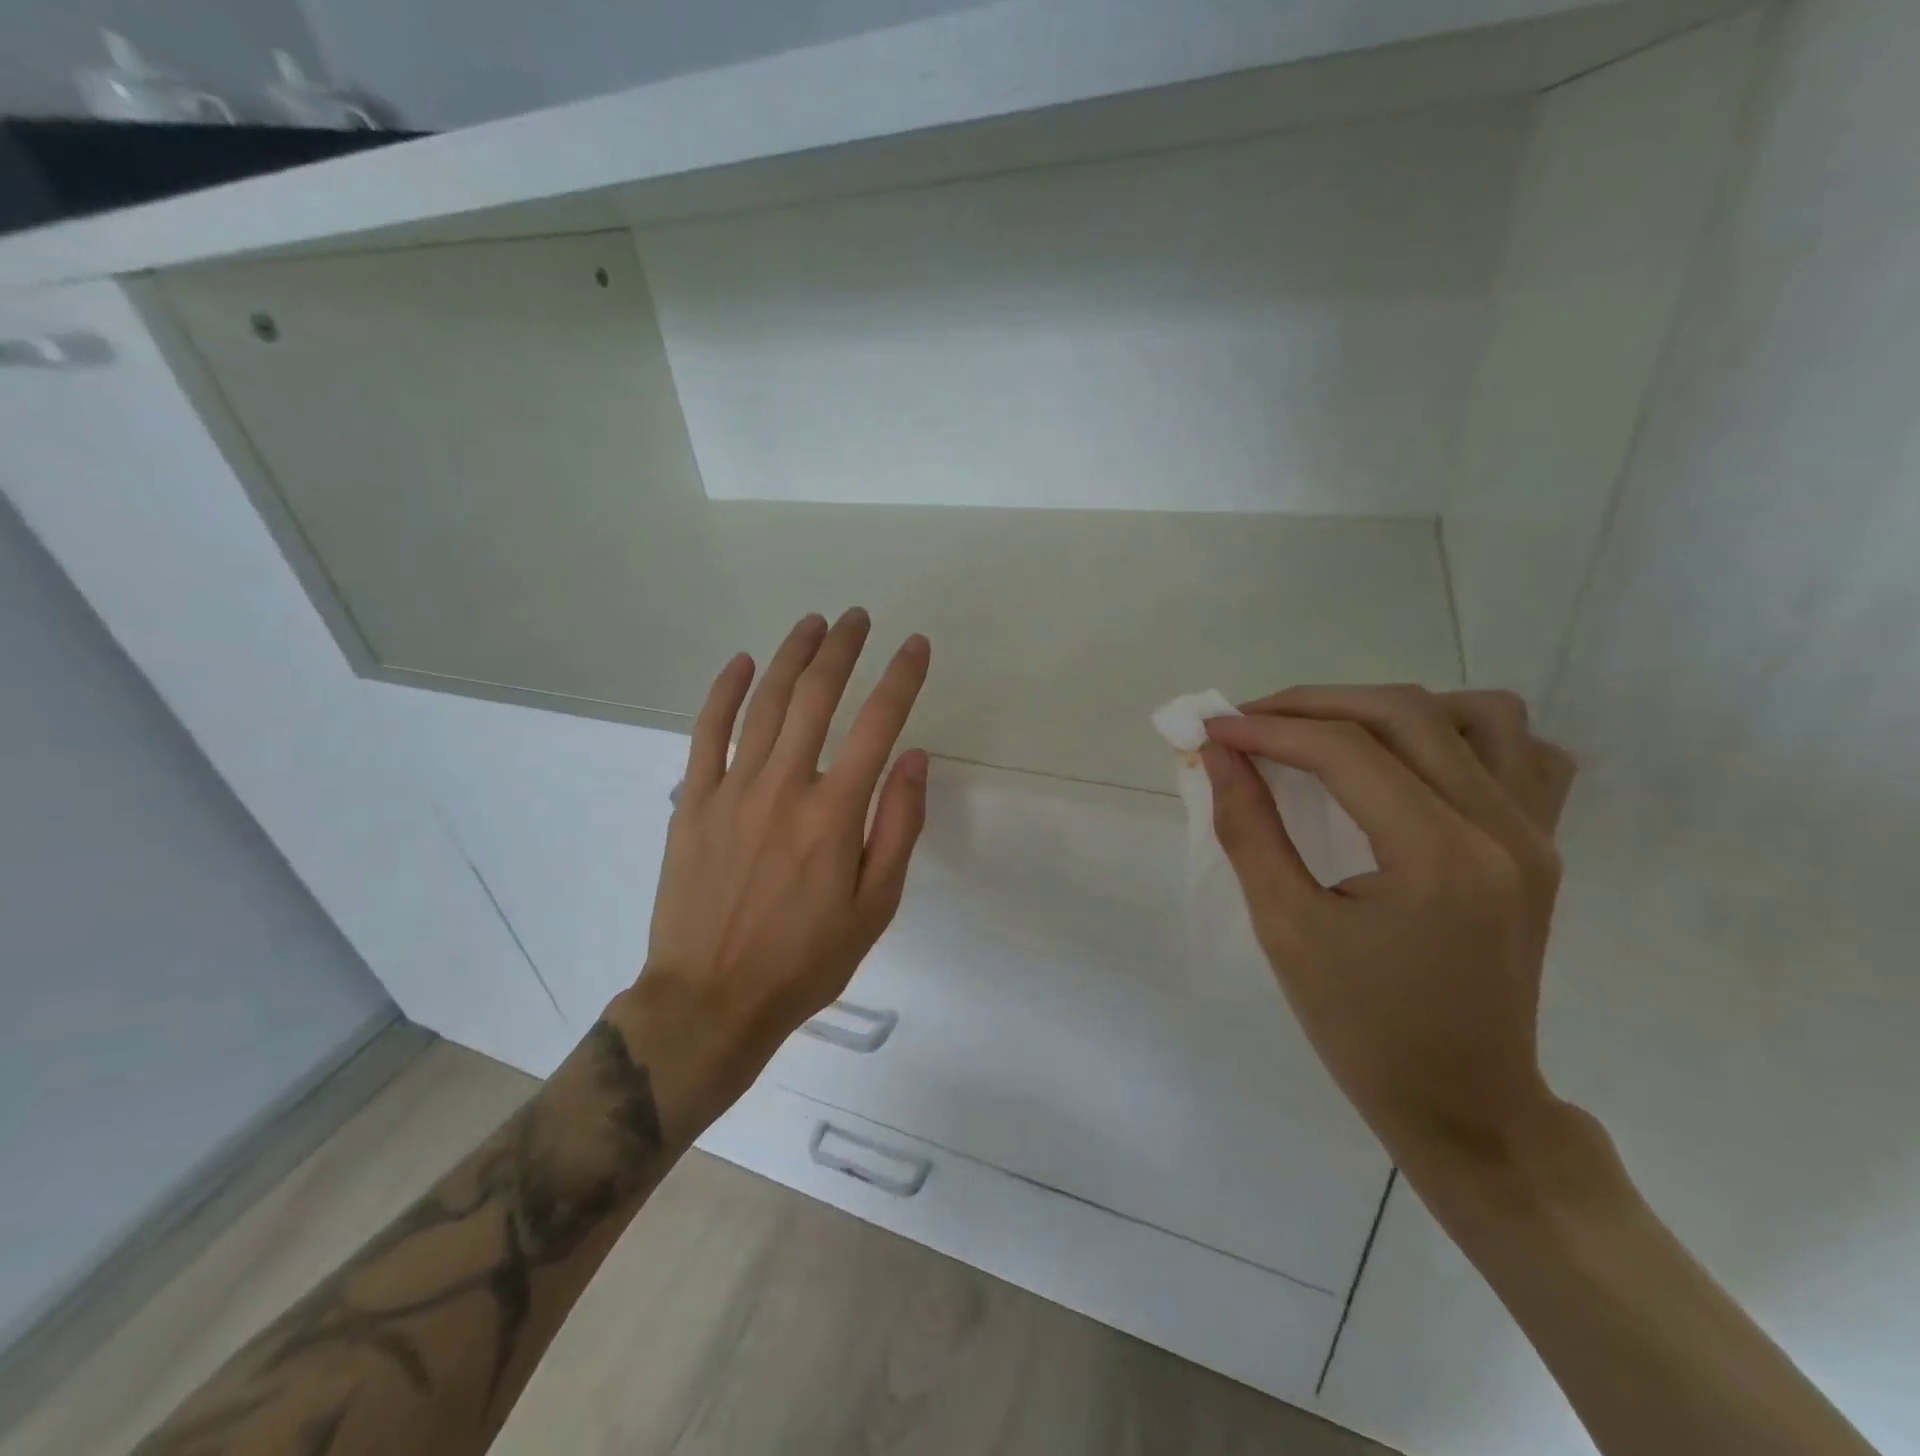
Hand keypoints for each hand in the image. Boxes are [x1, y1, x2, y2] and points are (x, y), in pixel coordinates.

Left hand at [642, 609, 930, 1060]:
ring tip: (813, 623)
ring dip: (792, 656)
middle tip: (858, 617)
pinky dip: (725, 691)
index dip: (901, 678)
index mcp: (835, 813)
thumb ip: (897, 827)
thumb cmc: (804, 960)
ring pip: (766, 703)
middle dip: (843, 649)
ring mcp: (733, 789)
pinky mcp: (694, 801)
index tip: (916, 645)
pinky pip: (708, 732)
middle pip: (817, 697)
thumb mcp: (874, 907)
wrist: (711, 1000)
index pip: (878, 724)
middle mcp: (785, 786)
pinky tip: (742, 662)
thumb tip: (913, 756)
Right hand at [1202, 686, 1576, 1163]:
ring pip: (1477, 713)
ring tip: (1331, 735)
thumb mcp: (1285, 929)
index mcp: (1438, 858)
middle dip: (1313, 705)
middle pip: (1405, 714)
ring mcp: (1537, 834)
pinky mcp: (1545, 846)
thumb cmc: (1362, 1028)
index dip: (1269, 729)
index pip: (1345, 751)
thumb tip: (1217, 755)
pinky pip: (1523, 752)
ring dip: (1390, 709)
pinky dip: (1462, 733)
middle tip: (1250, 724)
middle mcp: (1503, 829)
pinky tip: (1413, 760)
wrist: (1465, 1102)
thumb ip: (1248, 829)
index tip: (1213, 730)